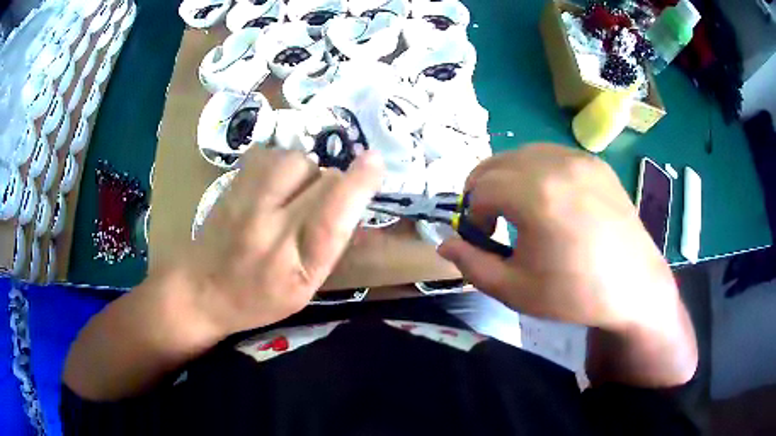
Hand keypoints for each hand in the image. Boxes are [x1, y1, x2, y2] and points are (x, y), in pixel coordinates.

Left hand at [182, 148, 383, 335]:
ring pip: (297, 159)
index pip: (332, 217)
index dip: (358, 185)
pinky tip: (274, 184)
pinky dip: (282, 164)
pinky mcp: (232, 182)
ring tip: (295, 193)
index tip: (375, 162)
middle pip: (320, 178)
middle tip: (321, 204)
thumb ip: (329, 247)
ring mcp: (246, 199)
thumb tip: (355, 204)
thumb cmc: (256, 299)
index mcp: (295, 264)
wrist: (199, 288)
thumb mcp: (304, 290)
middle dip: (333, 184)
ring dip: (307, 172)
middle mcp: (269, 226)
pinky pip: (272, 154)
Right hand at [438, 145, 696, 385]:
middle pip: (496, 162)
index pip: (481, 189)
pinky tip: (549, 200)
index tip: (484, 239)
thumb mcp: (516, 290)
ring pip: (522, 154)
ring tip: (519, 210)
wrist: (634, 287)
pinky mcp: (595, 163)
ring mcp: (579, 159)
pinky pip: (551, 155)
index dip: (473, 215)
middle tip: (492, 222)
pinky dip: (536, 171)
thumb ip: (472, 265)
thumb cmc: (575, 294)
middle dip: (483, 190)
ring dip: (508, 178)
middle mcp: (556, 164)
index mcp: (537, 195)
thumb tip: (443, 243)